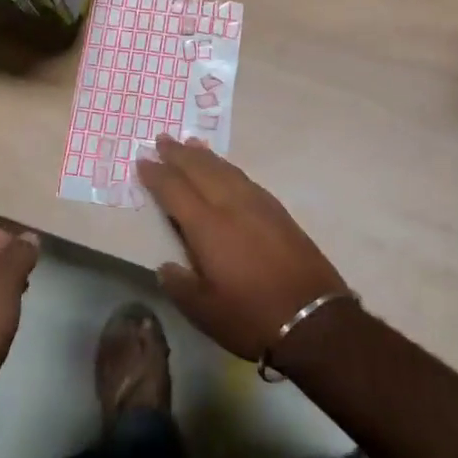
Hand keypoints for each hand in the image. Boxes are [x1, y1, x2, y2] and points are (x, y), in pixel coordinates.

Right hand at [136, 136, 349, 361]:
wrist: (314, 319)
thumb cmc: (252, 317)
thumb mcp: (205, 312)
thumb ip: (180, 285)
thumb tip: (166, 266)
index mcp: (208, 227)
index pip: (175, 190)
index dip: (157, 174)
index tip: (142, 160)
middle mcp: (231, 206)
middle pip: (200, 170)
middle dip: (179, 154)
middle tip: (162, 138)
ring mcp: (258, 205)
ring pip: (225, 170)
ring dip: (204, 156)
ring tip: (190, 143)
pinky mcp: (278, 212)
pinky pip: (244, 178)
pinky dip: (228, 167)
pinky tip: (225, 169)